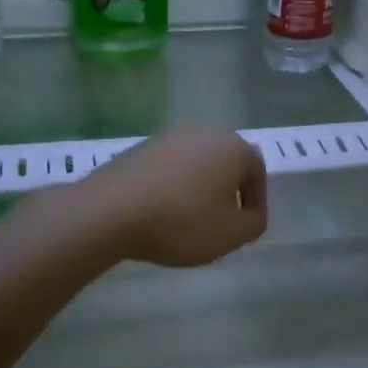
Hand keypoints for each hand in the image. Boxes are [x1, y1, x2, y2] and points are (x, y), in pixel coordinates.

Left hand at [83, 127, 267, 267]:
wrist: (111, 210)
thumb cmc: (182, 221)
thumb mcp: (231, 234)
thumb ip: (253, 223)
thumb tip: (250, 214)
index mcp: (232, 147)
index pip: (256, 171)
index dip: (256, 201)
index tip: (246, 227)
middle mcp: (202, 132)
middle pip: (225, 163)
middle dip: (227, 191)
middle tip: (221, 223)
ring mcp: (167, 136)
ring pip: (195, 164)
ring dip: (198, 188)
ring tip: (189, 220)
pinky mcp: (139, 147)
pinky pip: (167, 168)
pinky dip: (172, 187)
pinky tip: (160, 212)